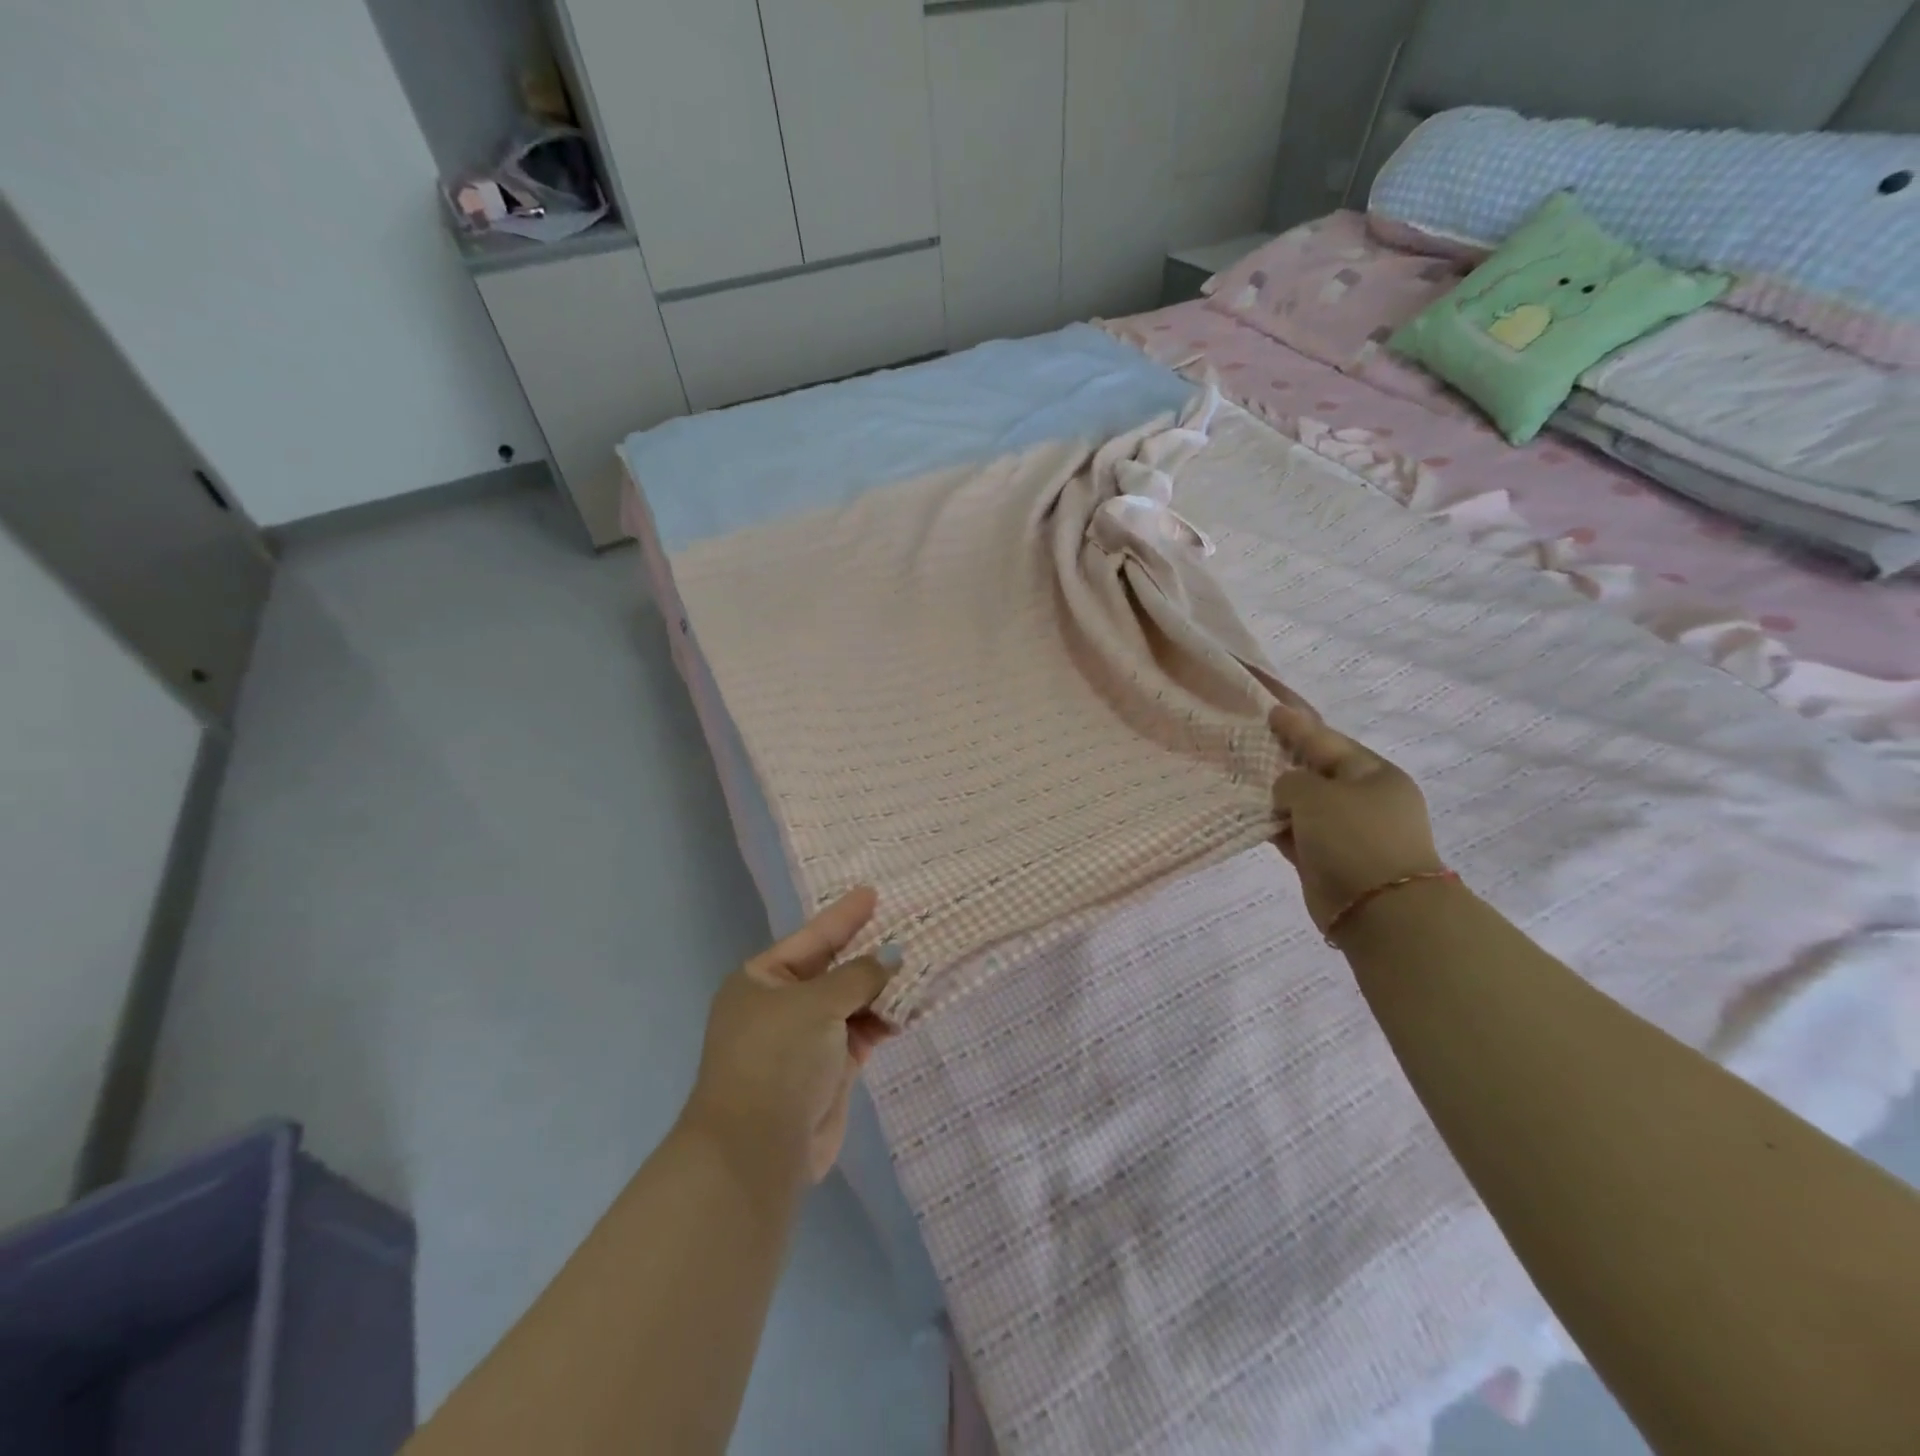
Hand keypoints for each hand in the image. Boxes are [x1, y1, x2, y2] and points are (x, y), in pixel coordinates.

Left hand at [683, 887, 897, 1185]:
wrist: (757, 1150)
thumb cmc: (778, 1058)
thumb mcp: (818, 1003)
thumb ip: (859, 975)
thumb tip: (892, 956)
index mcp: (761, 980)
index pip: (811, 938)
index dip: (843, 917)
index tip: (872, 893)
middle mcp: (780, 1006)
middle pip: (832, 969)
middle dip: (868, 953)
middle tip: (908, 928)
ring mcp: (803, 1040)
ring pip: (850, 1003)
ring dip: (881, 989)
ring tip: (920, 965)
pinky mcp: (826, 1071)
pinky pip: (859, 1033)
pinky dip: (882, 1021)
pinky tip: (910, 1007)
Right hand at [1268, 703, 1445, 935]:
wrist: (1379, 911)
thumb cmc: (1354, 838)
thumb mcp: (1317, 794)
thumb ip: (1292, 781)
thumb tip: (1285, 792)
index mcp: (1373, 775)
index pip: (1328, 741)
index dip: (1298, 725)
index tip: (1270, 709)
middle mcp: (1363, 800)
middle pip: (1317, 771)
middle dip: (1285, 758)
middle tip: (1251, 742)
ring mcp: (1347, 832)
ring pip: (1304, 804)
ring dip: (1276, 794)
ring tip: (1241, 776)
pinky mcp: (1328, 860)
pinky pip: (1295, 833)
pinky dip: (1275, 824)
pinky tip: (1249, 814)